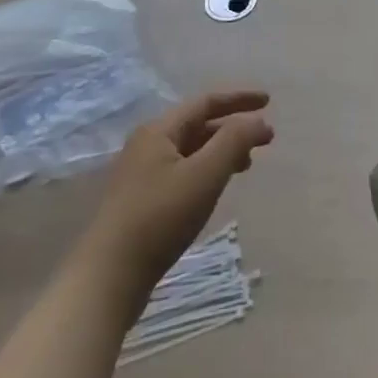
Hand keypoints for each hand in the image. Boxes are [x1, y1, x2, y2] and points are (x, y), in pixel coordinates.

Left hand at [89, 90, 273, 288]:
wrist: (107, 278)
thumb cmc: (160, 218)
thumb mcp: (204, 175)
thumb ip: (234, 141)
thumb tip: (257, 120)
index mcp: (159, 131)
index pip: (206, 102)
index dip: (239, 99)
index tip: (269, 101)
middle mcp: (147, 145)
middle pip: (198, 125)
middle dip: (234, 128)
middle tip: (266, 139)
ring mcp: (141, 174)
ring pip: (191, 151)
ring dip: (222, 151)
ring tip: (247, 164)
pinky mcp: (141, 201)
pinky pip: (183, 172)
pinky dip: (207, 170)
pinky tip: (216, 188)